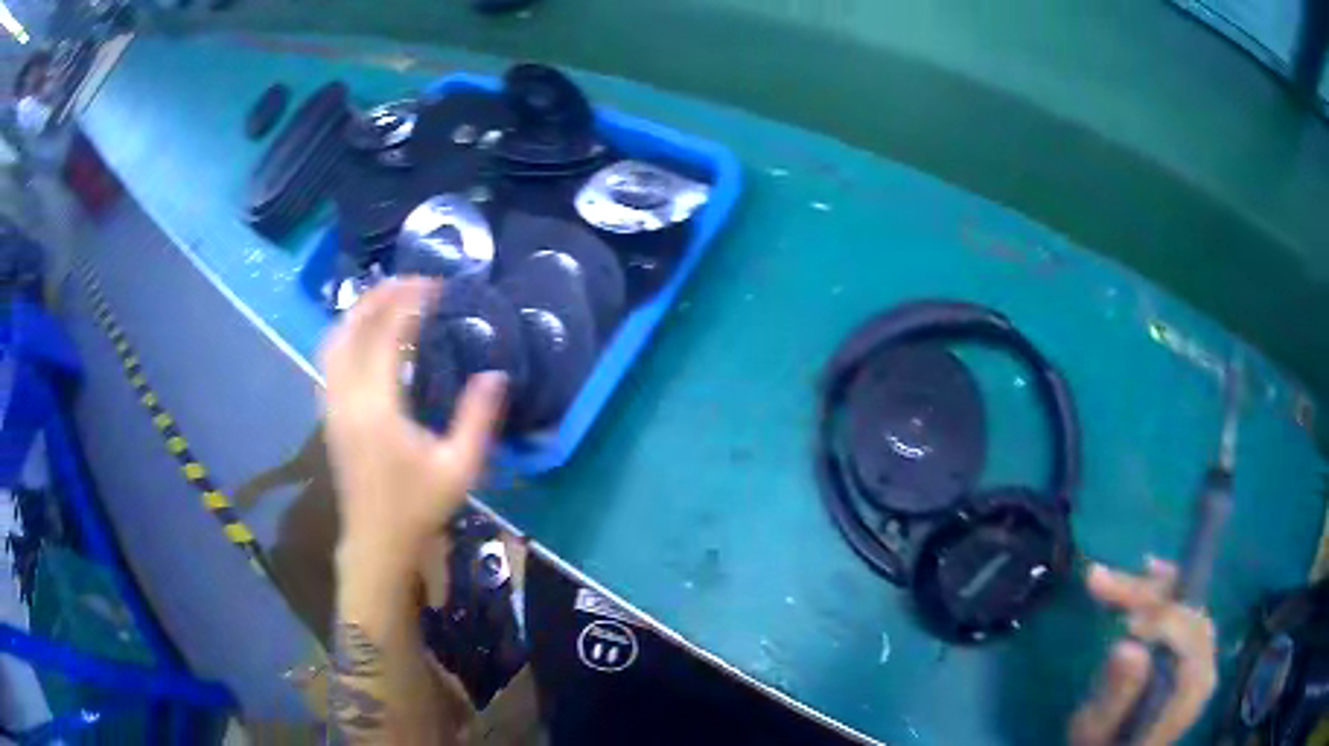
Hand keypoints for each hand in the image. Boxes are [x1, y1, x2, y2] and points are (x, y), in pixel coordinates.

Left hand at [320, 277, 506, 576]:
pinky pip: (329, 361)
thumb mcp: (459, 468)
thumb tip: (495, 375)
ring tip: (386, 298)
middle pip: (353, 329)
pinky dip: (345, 335)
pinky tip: (363, 336)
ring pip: (333, 342)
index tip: (434, 286)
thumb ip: (477, 419)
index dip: (409, 304)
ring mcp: (331, 406)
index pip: (387, 337)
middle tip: (410, 282)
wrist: (376, 542)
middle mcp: (347, 399)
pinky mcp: (328, 415)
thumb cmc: (418, 507)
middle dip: (380, 297)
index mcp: (378, 408)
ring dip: (358, 313)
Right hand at [1069, 559, 1216, 745]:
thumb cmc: (1103, 745)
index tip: (1126, 623)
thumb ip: (1116, 696)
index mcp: (1190, 693)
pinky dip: (1161, 592)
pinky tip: (1145, 573)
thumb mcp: (1098, 731)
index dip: (1165, 621)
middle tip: (1102, 583)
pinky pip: (1182, 607)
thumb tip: (1128, 647)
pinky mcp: (1193, 649)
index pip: (1192, 638)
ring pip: (1184, 603)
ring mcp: (1202, 655)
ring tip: (1106, 581)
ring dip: (1148, 589)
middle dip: (1148, 596)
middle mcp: (1205, 667)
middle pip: (1187, 613)